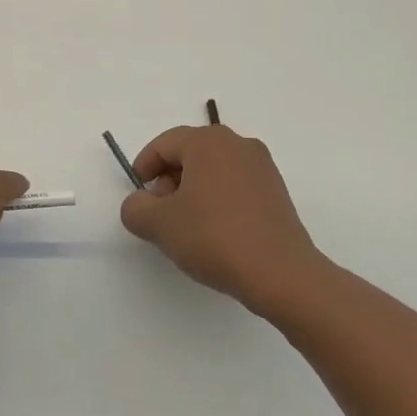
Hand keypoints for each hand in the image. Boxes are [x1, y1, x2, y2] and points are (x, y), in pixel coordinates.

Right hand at [119, 125, 330, 319]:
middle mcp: (238, 144)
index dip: (144, 167)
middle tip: (159, 214)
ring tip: (185, 228)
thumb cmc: (214, 237)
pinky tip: (213, 234)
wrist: (280, 273)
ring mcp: (262, 168)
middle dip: (168, 181)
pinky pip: (235, 187)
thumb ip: (135, 208)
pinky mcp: (276, 193)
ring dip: (192, 193)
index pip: (164, 144)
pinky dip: (217, 201)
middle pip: (190, 154)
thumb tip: (140, 204)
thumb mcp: (159, 224)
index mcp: (208, 141)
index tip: (138, 196)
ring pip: (213, 171)